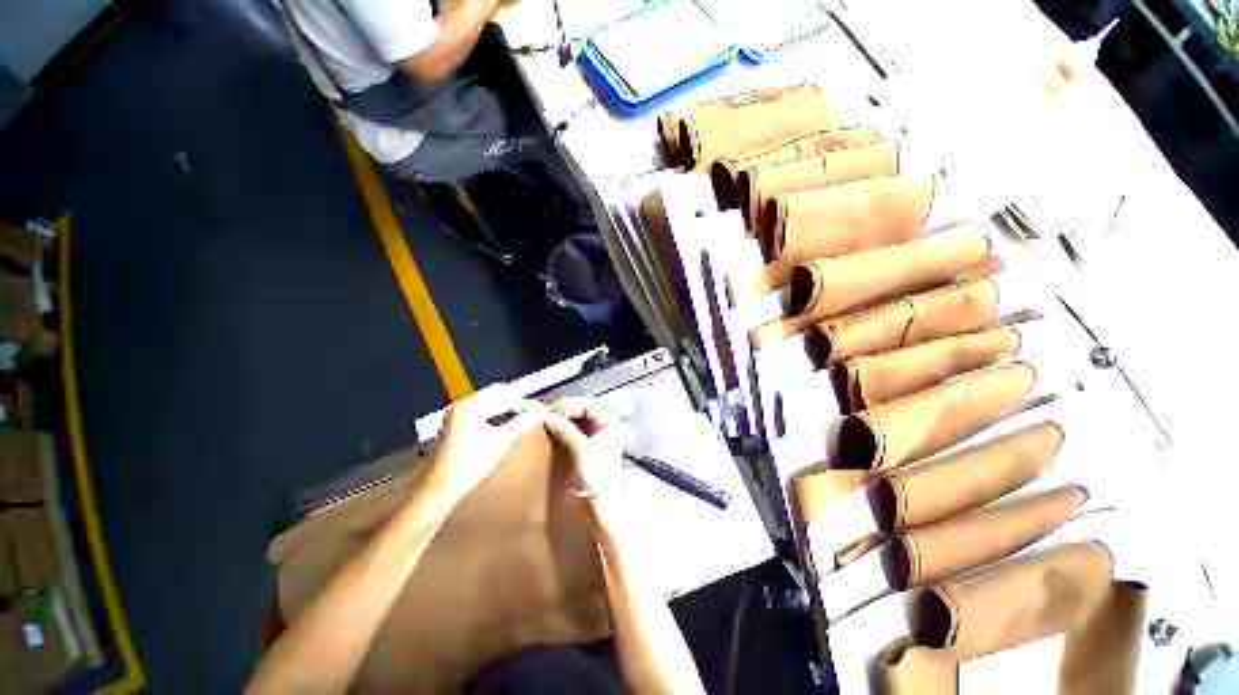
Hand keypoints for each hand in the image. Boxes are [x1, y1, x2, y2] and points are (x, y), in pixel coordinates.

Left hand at [428, 384, 544, 501]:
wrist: (439, 490)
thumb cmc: (470, 464)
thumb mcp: (502, 442)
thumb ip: (524, 422)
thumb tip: (542, 412)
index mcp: (471, 406)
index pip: (505, 397)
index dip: (526, 403)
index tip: (542, 409)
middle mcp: (462, 405)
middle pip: (496, 396)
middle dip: (516, 404)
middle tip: (534, 414)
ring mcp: (457, 415)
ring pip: (490, 404)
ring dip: (507, 410)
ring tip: (523, 420)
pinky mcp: (456, 425)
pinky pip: (482, 413)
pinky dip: (495, 417)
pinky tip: (506, 426)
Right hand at [544, 398, 631, 497]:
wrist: (601, 504)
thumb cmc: (598, 476)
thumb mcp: (582, 449)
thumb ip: (566, 430)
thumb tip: (550, 417)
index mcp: (611, 425)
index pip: (590, 405)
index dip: (572, 405)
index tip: (555, 409)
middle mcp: (606, 429)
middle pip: (584, 412)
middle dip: (567, 411)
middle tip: (550, 413)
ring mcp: (597, 439)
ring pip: (579, 422)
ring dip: (565, 419)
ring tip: (550, 420)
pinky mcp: (589, 450)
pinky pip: (576, 432)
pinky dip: (565, 429)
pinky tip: (555, 430)